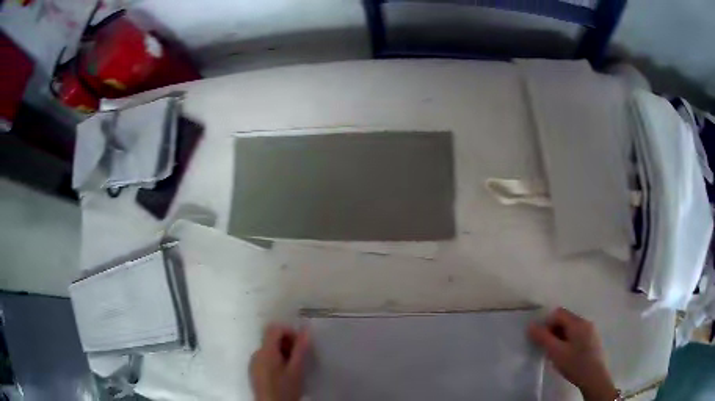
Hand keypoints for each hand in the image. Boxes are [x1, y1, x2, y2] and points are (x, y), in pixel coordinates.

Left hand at [250, 324, 309, 400]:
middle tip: (299, 357)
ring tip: (293, 367)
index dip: (289, 332)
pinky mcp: (253, 371)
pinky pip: (264, 358)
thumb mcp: (296, 370)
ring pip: (269, 349)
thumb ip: (300, 349)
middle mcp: (256, 353)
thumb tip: (306, 330)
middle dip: (287, 344)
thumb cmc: (285, 389)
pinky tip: (283, 374)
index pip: (274, 329)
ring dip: (282, 353)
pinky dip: (275, 360)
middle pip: (271, 339)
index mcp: (265, 351)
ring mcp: (253, 362)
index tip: (300, 344)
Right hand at [528, 308, 617, 400]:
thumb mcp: (556, 352)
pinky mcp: (594, 340)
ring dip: (562, 337)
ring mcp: (592, 331)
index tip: (542, 339)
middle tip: (548, 348)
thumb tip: (530, 325)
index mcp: (577, 322)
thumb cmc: (575, 363)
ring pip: (572, 328)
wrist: (594, 377)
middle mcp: (586, 322)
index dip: (547, 323)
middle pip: (566, 320)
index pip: (558, 313)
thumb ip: (543, 338)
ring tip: (557, 354)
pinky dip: (570, 341)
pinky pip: (579, 335)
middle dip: (554, 331)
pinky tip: (568, 356)